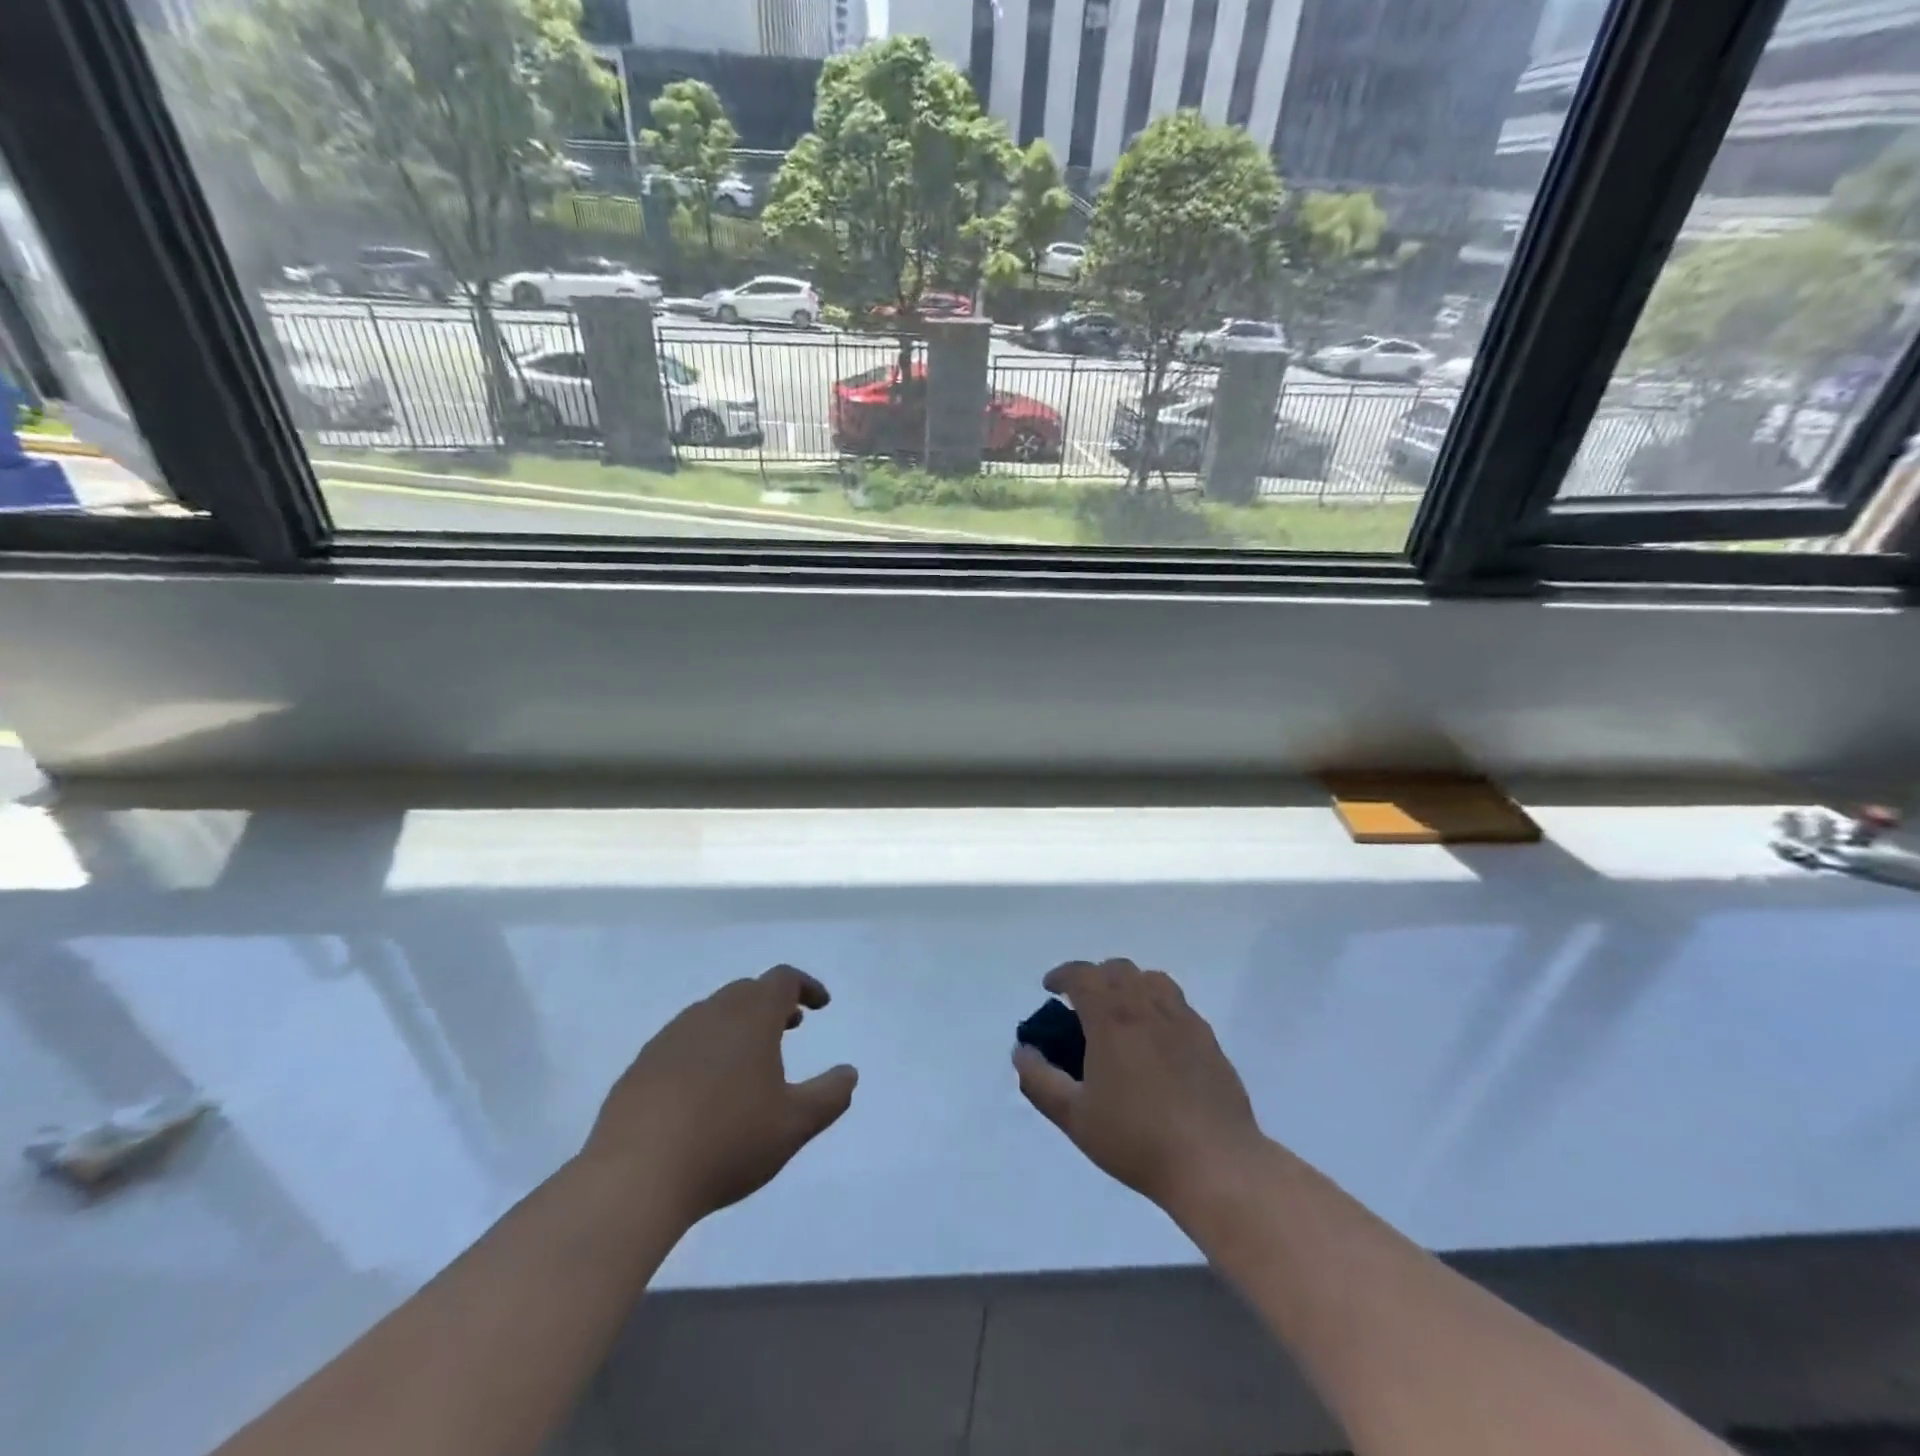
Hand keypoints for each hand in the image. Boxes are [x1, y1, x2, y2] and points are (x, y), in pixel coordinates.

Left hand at [582, 966, 857, 1224]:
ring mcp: (670, 1037)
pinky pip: (683, 1042)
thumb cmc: (728, 1141)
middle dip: (773, 1004)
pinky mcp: (641, 1065)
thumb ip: (830, 1095)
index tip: (821, 1006)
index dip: (807, 986)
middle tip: (791, 1027)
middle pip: (747, 991)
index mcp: (750, 1016)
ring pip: (712, 1014)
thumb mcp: (795, 1124)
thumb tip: (849, 1073)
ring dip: (738, 1024)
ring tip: (750, 1059)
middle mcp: (710, 1014)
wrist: (635, 1176)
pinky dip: (705, 1048)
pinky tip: (704, 1089)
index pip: (783, 980)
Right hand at [1013, 959, 1264, 1217]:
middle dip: (1094, 977)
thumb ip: (1040, 1081)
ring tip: (1120, 1012)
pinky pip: (1177, 1003)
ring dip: (1129, 984)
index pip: (1083, 974)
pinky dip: (1157, 1004)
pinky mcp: (1207, 1038)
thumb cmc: (1136, 1139)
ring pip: (1151, 979)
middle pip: (1117, 969)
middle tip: (1082, 1004)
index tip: (1050, 988)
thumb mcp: (1074, 1117)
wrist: (1214, 1163)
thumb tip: (1022, 1051)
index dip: (1062, 975)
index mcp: (1112, 1018)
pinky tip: (1155, 1037)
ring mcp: (1182, 1019)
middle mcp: (1147, 1007)